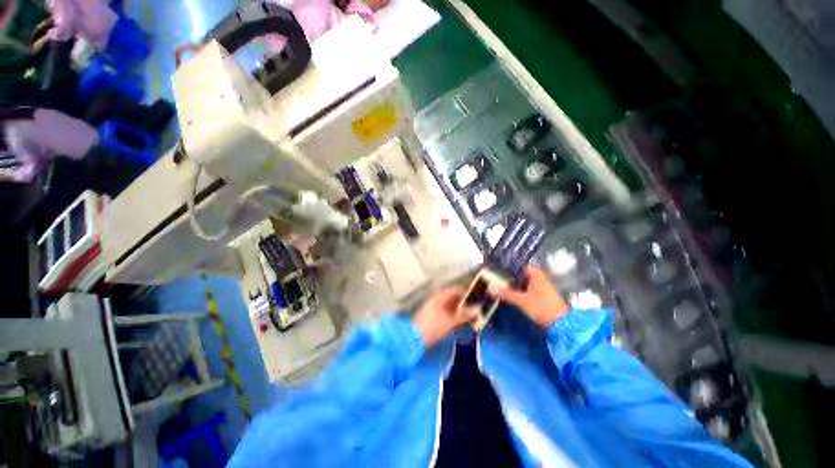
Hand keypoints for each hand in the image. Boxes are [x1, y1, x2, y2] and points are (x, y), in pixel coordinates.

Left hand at [412, 287, 478, 345]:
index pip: (457, 289)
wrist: (414, 337)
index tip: (479, 298)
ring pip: (452, 306)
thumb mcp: (450, 320)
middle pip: (455, 298)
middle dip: (466, 303)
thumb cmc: (433, 325)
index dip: (468, 293)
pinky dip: (456, 316)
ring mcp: (435, 308)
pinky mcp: (435, 317)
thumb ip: (464, 314)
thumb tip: (478, 309)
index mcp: (441, 295)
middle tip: (479, 309)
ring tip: (474, 317)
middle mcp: (438, 299)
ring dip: (462, 310)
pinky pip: (449, 313)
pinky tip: (464, 322)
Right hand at [491, 265, 568, 327]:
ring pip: (524, 282)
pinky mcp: (542, 295)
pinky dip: (520, 290)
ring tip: (501, 286)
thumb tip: (491, 288)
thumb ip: (506, 294)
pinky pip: (528, 289)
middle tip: (496, 279)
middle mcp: (540, 277)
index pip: (520, 265)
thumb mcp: (522, 300)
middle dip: (510, 277)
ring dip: (514, 285)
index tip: (497, 270)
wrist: (561, 323)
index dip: (509, 267)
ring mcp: (542, 286)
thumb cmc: (541, 307)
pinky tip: (511, 294)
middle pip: (521, 274)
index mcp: (536, 274)